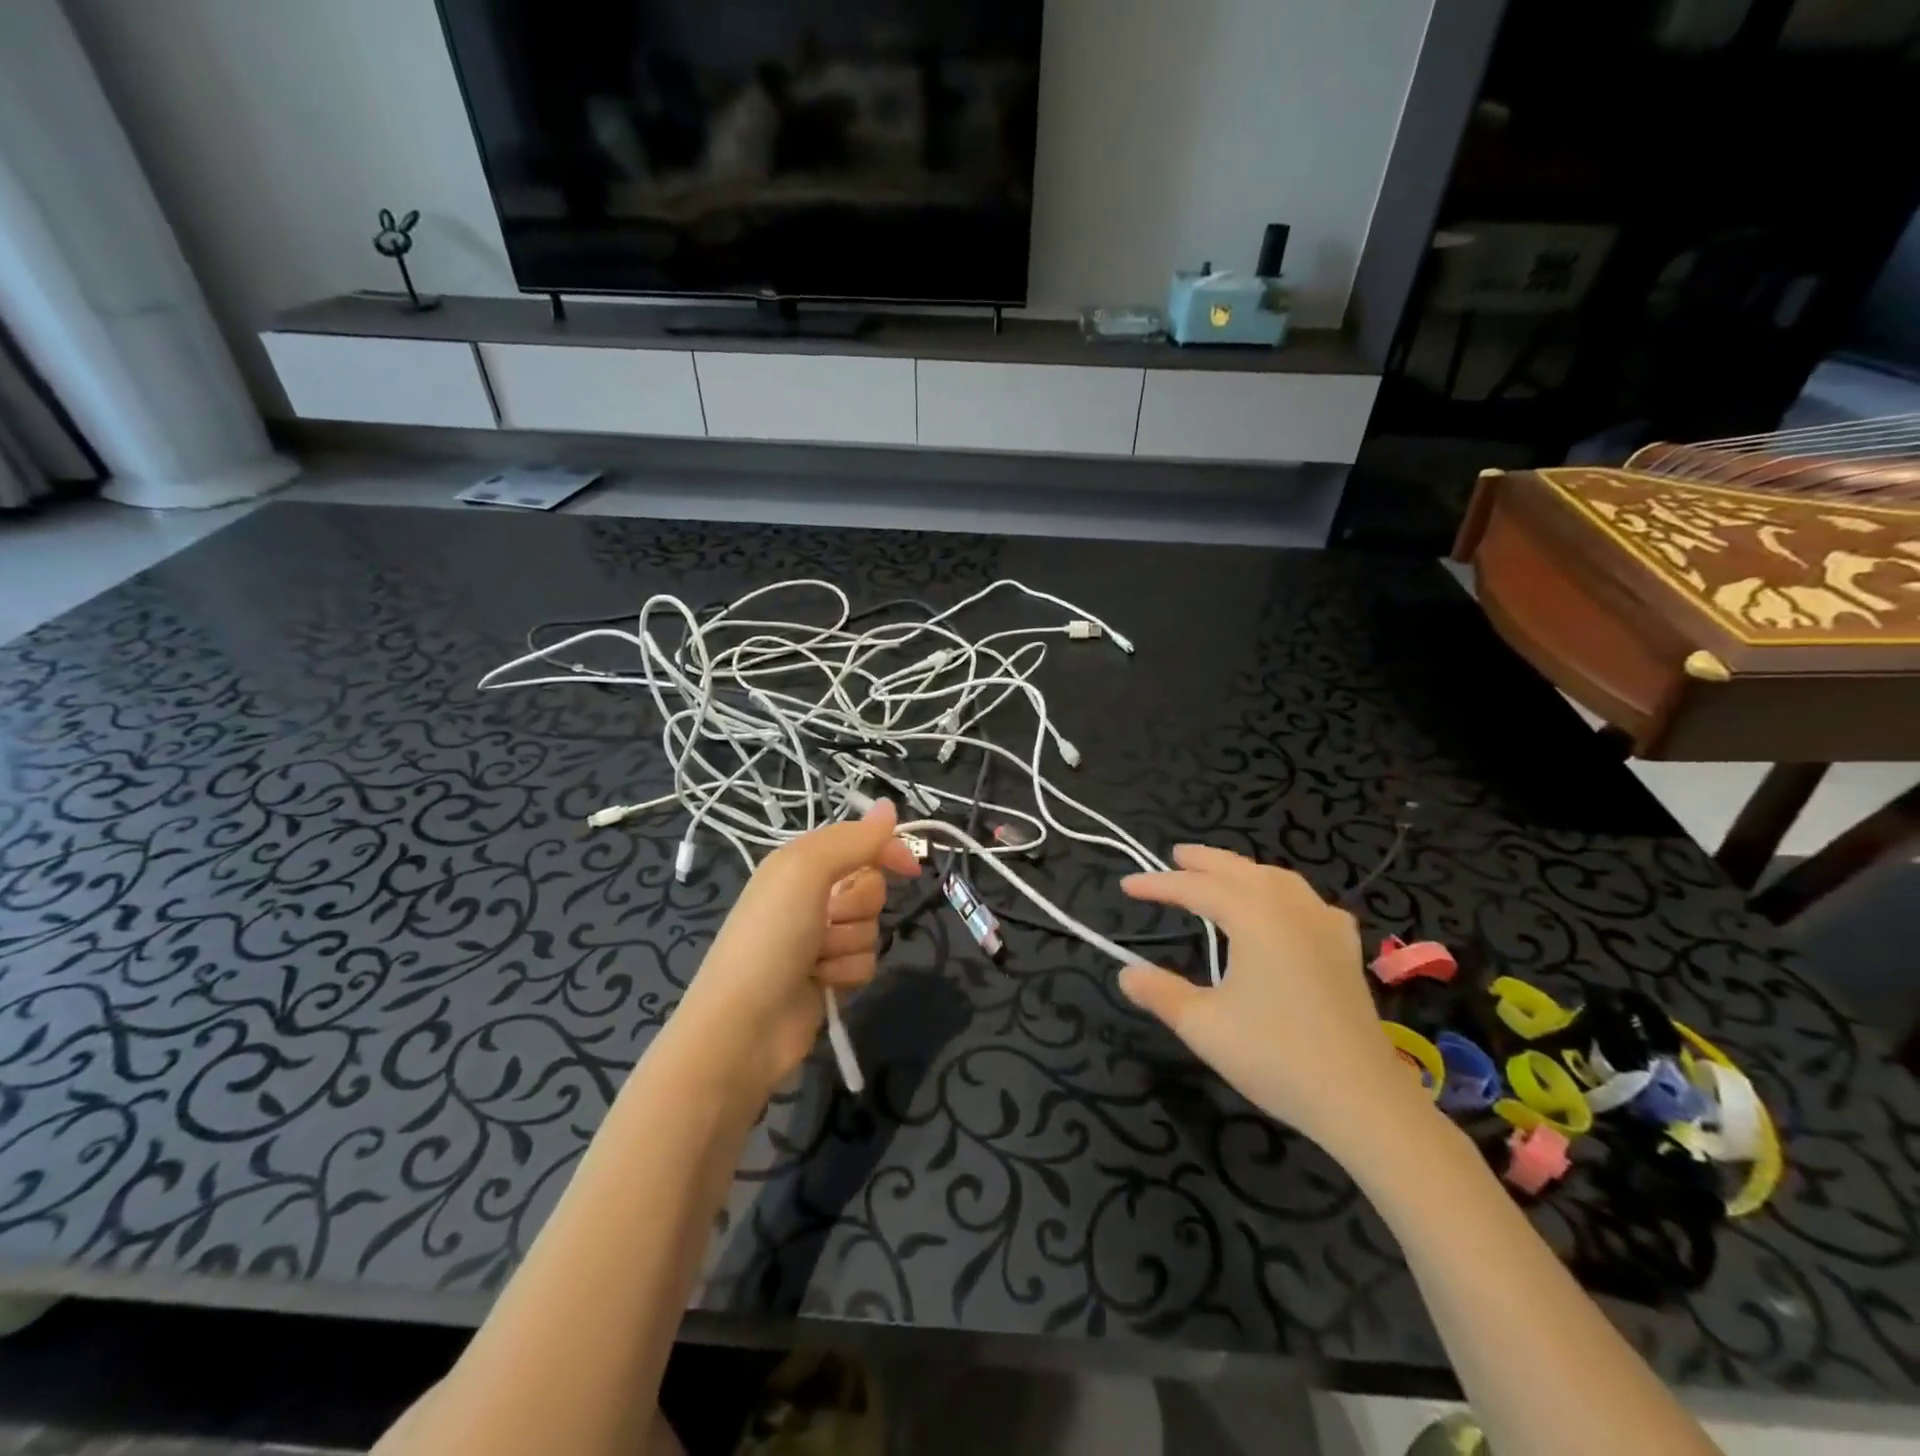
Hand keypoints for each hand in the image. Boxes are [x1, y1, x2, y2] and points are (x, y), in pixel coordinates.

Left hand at [674, 800, 920, 1096]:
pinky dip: (847, 973)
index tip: (910, 868)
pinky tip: (821, 983)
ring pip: (872, 928)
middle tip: (826, 919)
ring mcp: (821, 940)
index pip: (859, 842)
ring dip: (848, 944)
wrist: (743, 1026)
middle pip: (871, 887)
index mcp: (800, 864)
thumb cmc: (770, 937)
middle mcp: (811, 897)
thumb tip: (889, 806)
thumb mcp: (805, 872)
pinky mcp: (831, 977)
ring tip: (815, 960)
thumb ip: (852, 840)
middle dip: (856, 906)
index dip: (886, 850)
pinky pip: (867, 963)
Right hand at [1119, 845, 1430, 1160]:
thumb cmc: (1274, 1056)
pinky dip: (1284, 892)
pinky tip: (1285, 908)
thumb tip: (1125, 972)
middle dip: (1205, 861)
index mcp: (1255, 918)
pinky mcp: (1345, 950)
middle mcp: (1291, 909)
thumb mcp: (1202, 1025)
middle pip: (1241, 870)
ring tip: (1221, 873)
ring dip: (1244, 870)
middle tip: (1174, 855)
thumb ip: (1160, 992)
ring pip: (1278, 879)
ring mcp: (1324, 926)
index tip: (1126, 886)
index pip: (1197, 888)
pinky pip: (1309, 901)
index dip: (1159, 884)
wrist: (1361, 1099)